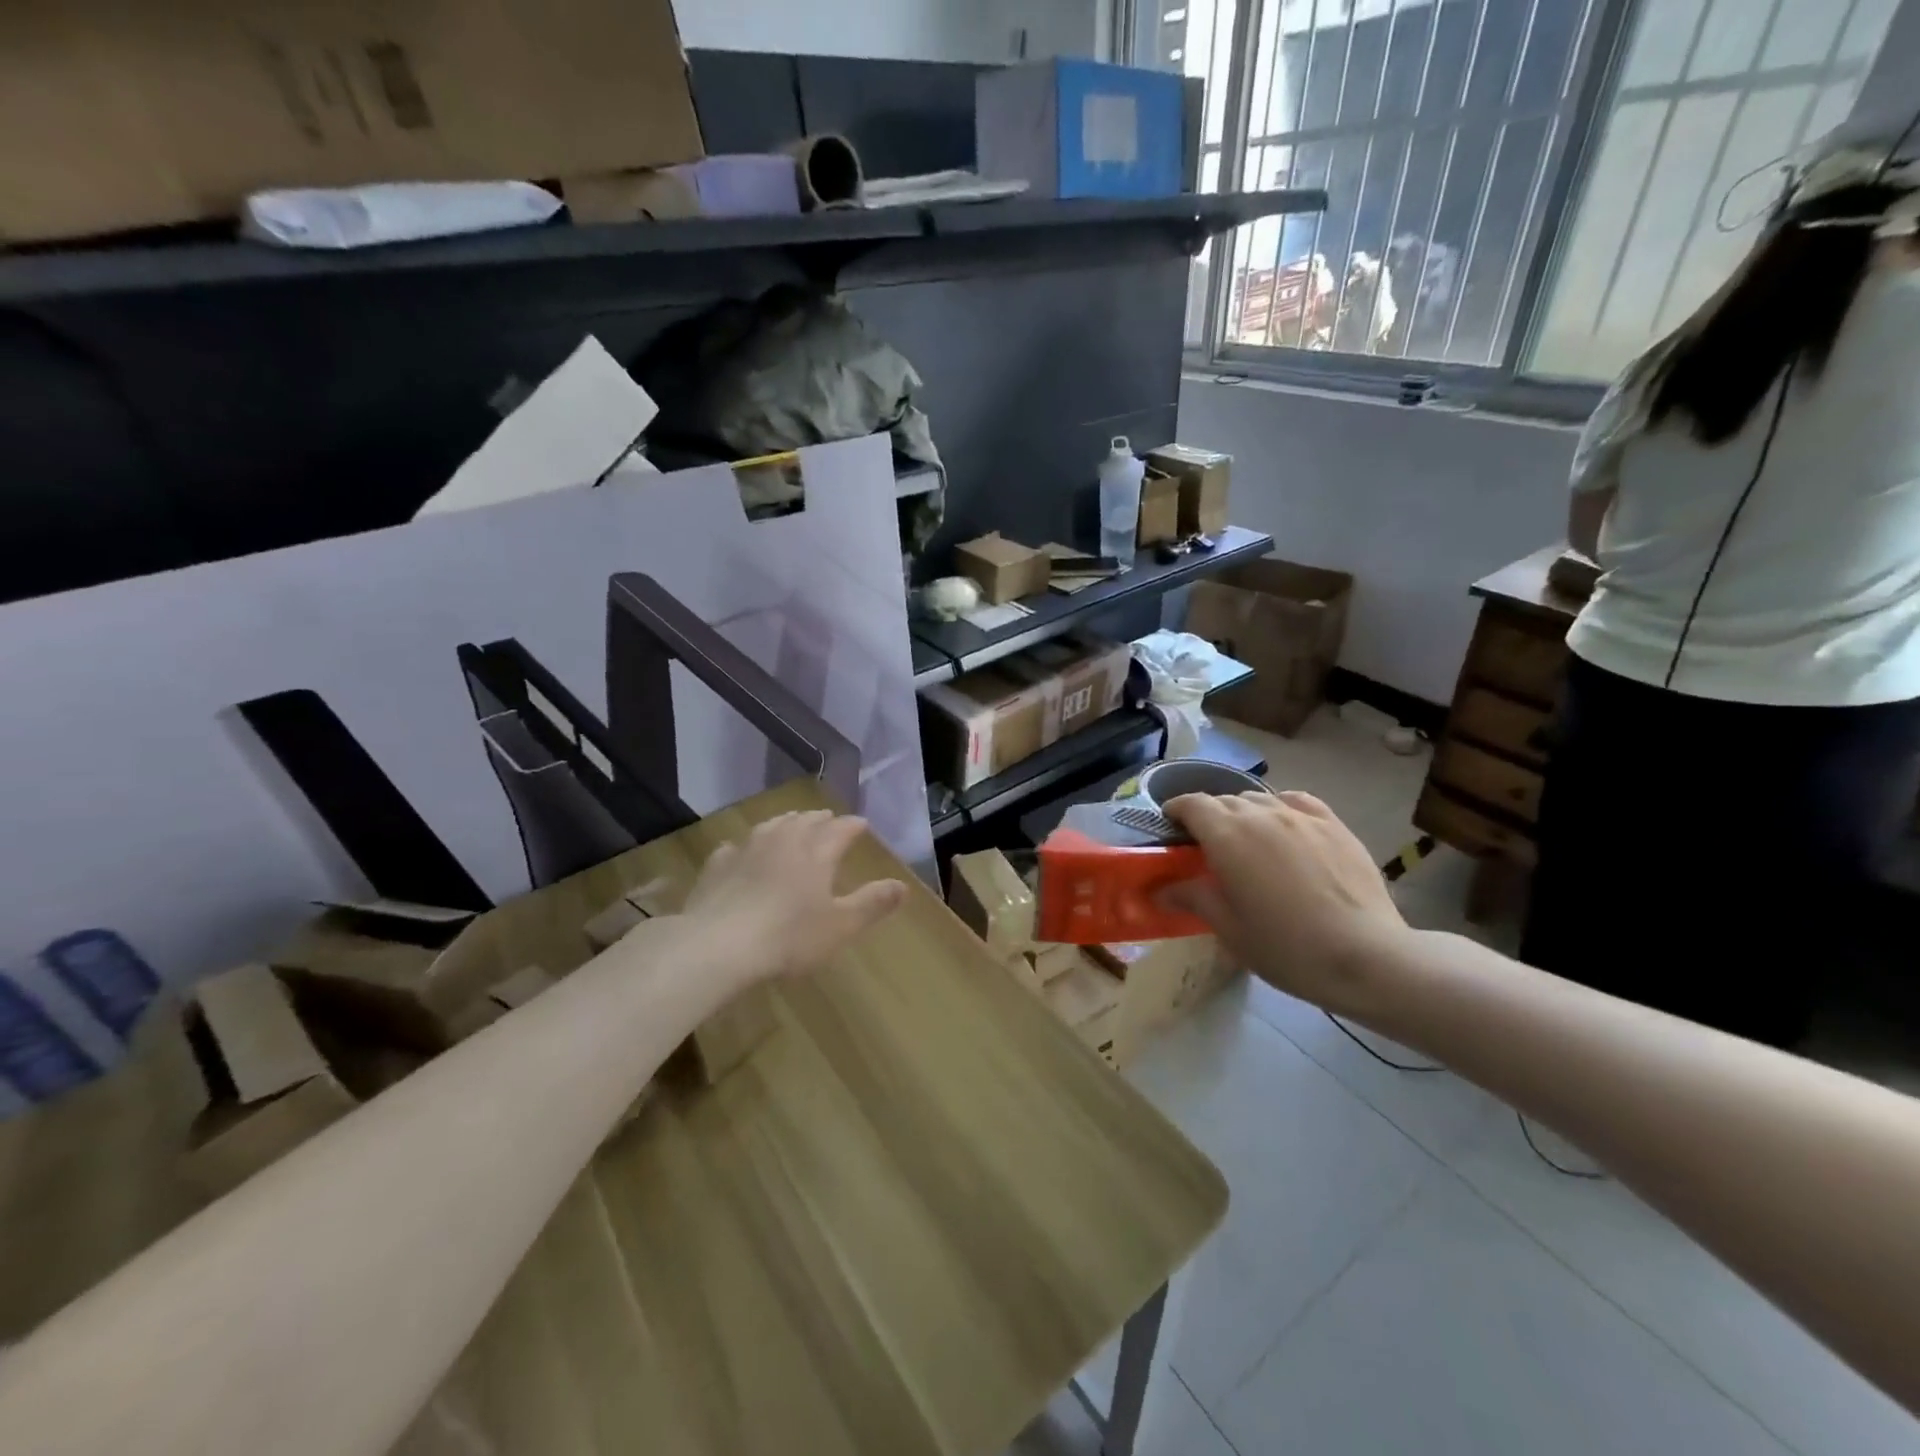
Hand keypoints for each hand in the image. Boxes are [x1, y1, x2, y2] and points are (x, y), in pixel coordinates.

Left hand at [682, 810, 906, 985]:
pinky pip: (735, 847)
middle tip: (828, 819)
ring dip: (786, 823)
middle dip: (820, 820)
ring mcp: (747, 849)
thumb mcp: (840, 926)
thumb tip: (902, 885)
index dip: (853, 826)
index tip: (861, 824)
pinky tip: (740, 851)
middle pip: (805, 822)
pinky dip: (745, 846)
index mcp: (816, 853)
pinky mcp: (717, 865)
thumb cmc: (788, 937)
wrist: (717, 945)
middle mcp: (783, 841)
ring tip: (791, 824)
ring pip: (771, 826)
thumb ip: (872, 903)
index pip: (840, 830)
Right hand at [1159, 791, 1408, 1015]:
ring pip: (1260, 799)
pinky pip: (1297, 801)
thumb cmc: (1285, 947)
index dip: (1177, 810)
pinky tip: (1285, 826)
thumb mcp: (1229, 928)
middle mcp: (1261, 814)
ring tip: (1246, 840)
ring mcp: (1301, 816)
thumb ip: (1192, 898)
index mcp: (1227, 835)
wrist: (1366, 956)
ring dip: (1243, 813)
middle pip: (1224, 800)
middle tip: (1206, 846)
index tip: (1171, 826)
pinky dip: (1280, 807)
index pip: (1192, 804)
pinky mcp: (1334, 825)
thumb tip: (1161, 889)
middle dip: (1208, 816)